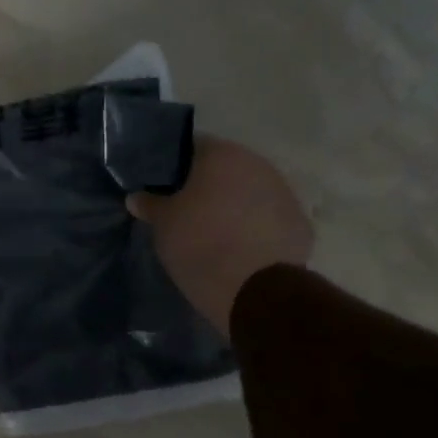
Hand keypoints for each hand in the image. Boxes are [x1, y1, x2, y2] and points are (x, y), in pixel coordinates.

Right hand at [128, 136, 313, 330]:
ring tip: (213, 231)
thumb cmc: (200, 243)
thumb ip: (150, 204)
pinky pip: (268, 217)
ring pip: (250, 192)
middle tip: (185, 208)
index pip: (192, 148)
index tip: (163, 186)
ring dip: (233, 205)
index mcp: (222, 155)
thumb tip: (136, 197)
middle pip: (225, 169)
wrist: (254, 290)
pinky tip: (239, 248)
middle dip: (207, 185)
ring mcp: (284, 193)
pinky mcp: (300, 223)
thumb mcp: (163, 224)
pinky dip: (255, 226)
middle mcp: (258, 164)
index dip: (175, 166)